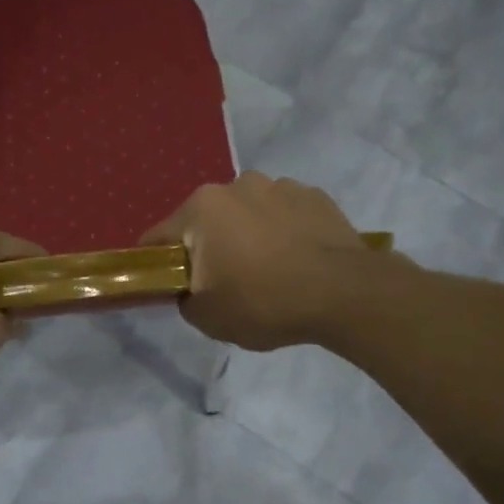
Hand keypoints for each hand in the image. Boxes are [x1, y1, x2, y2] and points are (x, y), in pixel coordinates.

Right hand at [141, 173, 365, 349]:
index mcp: (202, 209)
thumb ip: (185, 301)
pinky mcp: (316, 196)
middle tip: (225, 283)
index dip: (158, 264)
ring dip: (249, 235)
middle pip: (207, 221)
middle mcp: (237, 185)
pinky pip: (285, 215)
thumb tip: (192, 291)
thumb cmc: (264, 302)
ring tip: (270, 271)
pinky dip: (283, 232)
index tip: (169, 287)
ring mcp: (280, 186)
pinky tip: (298, 261)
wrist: (344, 294)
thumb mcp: (208, 318)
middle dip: (209, 247)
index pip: (159, 237)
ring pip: (248, 214)